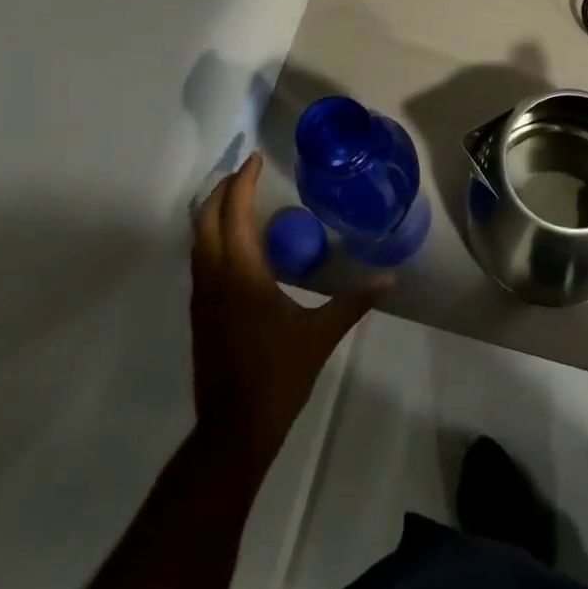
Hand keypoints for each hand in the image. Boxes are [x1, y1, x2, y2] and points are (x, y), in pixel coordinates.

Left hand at [190, 155, 386, 474]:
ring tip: (238, 197)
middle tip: (246, 172)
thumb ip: (354, 302)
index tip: (256, 159)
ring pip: (198, 239)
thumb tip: (390, 279)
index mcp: (241, 275)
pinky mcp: (199, 311)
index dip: (242, 182)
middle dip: (222, 189)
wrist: (233, 429)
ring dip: (213, 211)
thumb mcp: (320, 336)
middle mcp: (214, 277)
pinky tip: (236, 243)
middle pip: (205, 219)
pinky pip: (200, 258)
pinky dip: (212, 235)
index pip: (234, 213)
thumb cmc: (278, 377)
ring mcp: (201, 296)